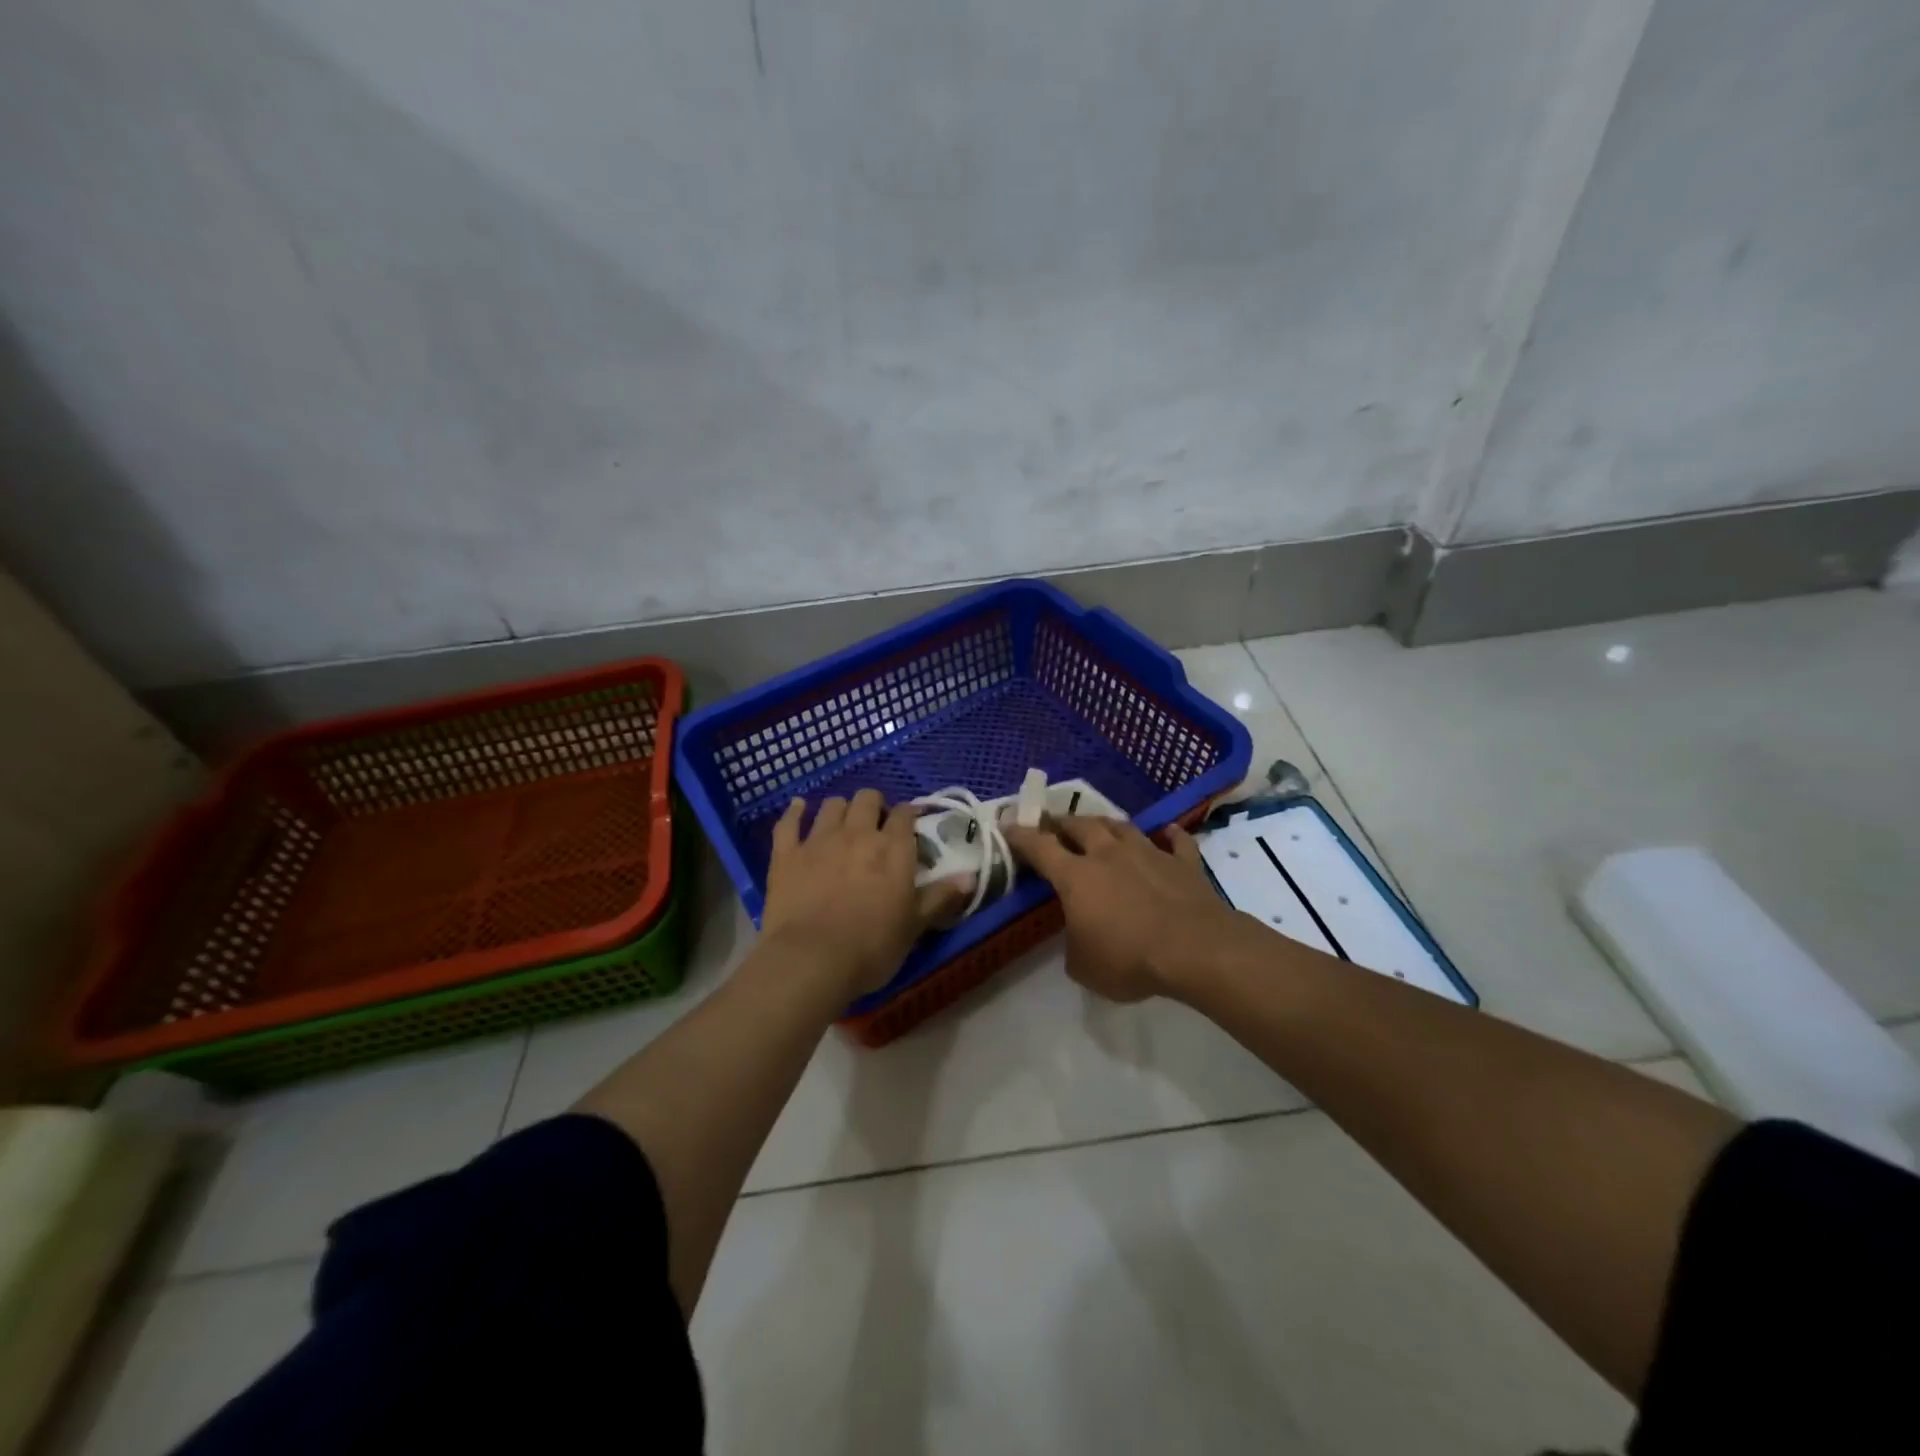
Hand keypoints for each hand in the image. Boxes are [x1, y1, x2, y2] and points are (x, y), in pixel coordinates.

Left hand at [762, 789, 968, 997]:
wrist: (811, 960)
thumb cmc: (871, 947)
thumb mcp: (914, 926)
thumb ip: (940, 897)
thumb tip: (971, 877)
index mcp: (893, 849)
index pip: (905, 815)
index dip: (908, 816)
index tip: (909, 826)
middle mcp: (858, 834)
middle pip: (867, 799)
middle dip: (874, 805)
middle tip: (875, 826)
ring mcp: (819, 840)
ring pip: (832, 805)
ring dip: (840, 809)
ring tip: (842, 823)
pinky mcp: (786, 854)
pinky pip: (789, 822)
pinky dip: (795, 812)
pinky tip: (799, 808)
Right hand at [1005, 816, 1259, 1002]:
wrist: (1194, 949)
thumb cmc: (1129, 958)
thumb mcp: (1083, 966)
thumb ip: (1074, 946)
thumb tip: (1079, 937)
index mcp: (1076, 876)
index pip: (1039, 847)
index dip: (1021, 836)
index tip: (1008, 826)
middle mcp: (1108, 854)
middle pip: (1080, 826)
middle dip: (1062, 823)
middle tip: (1053, 825)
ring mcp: (1148, 853)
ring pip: (1122, 826)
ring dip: (1107, 824)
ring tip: (1099, 826)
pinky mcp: (1183, 863)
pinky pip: (1176, 842)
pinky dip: (1170, 836)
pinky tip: (1168, 833)